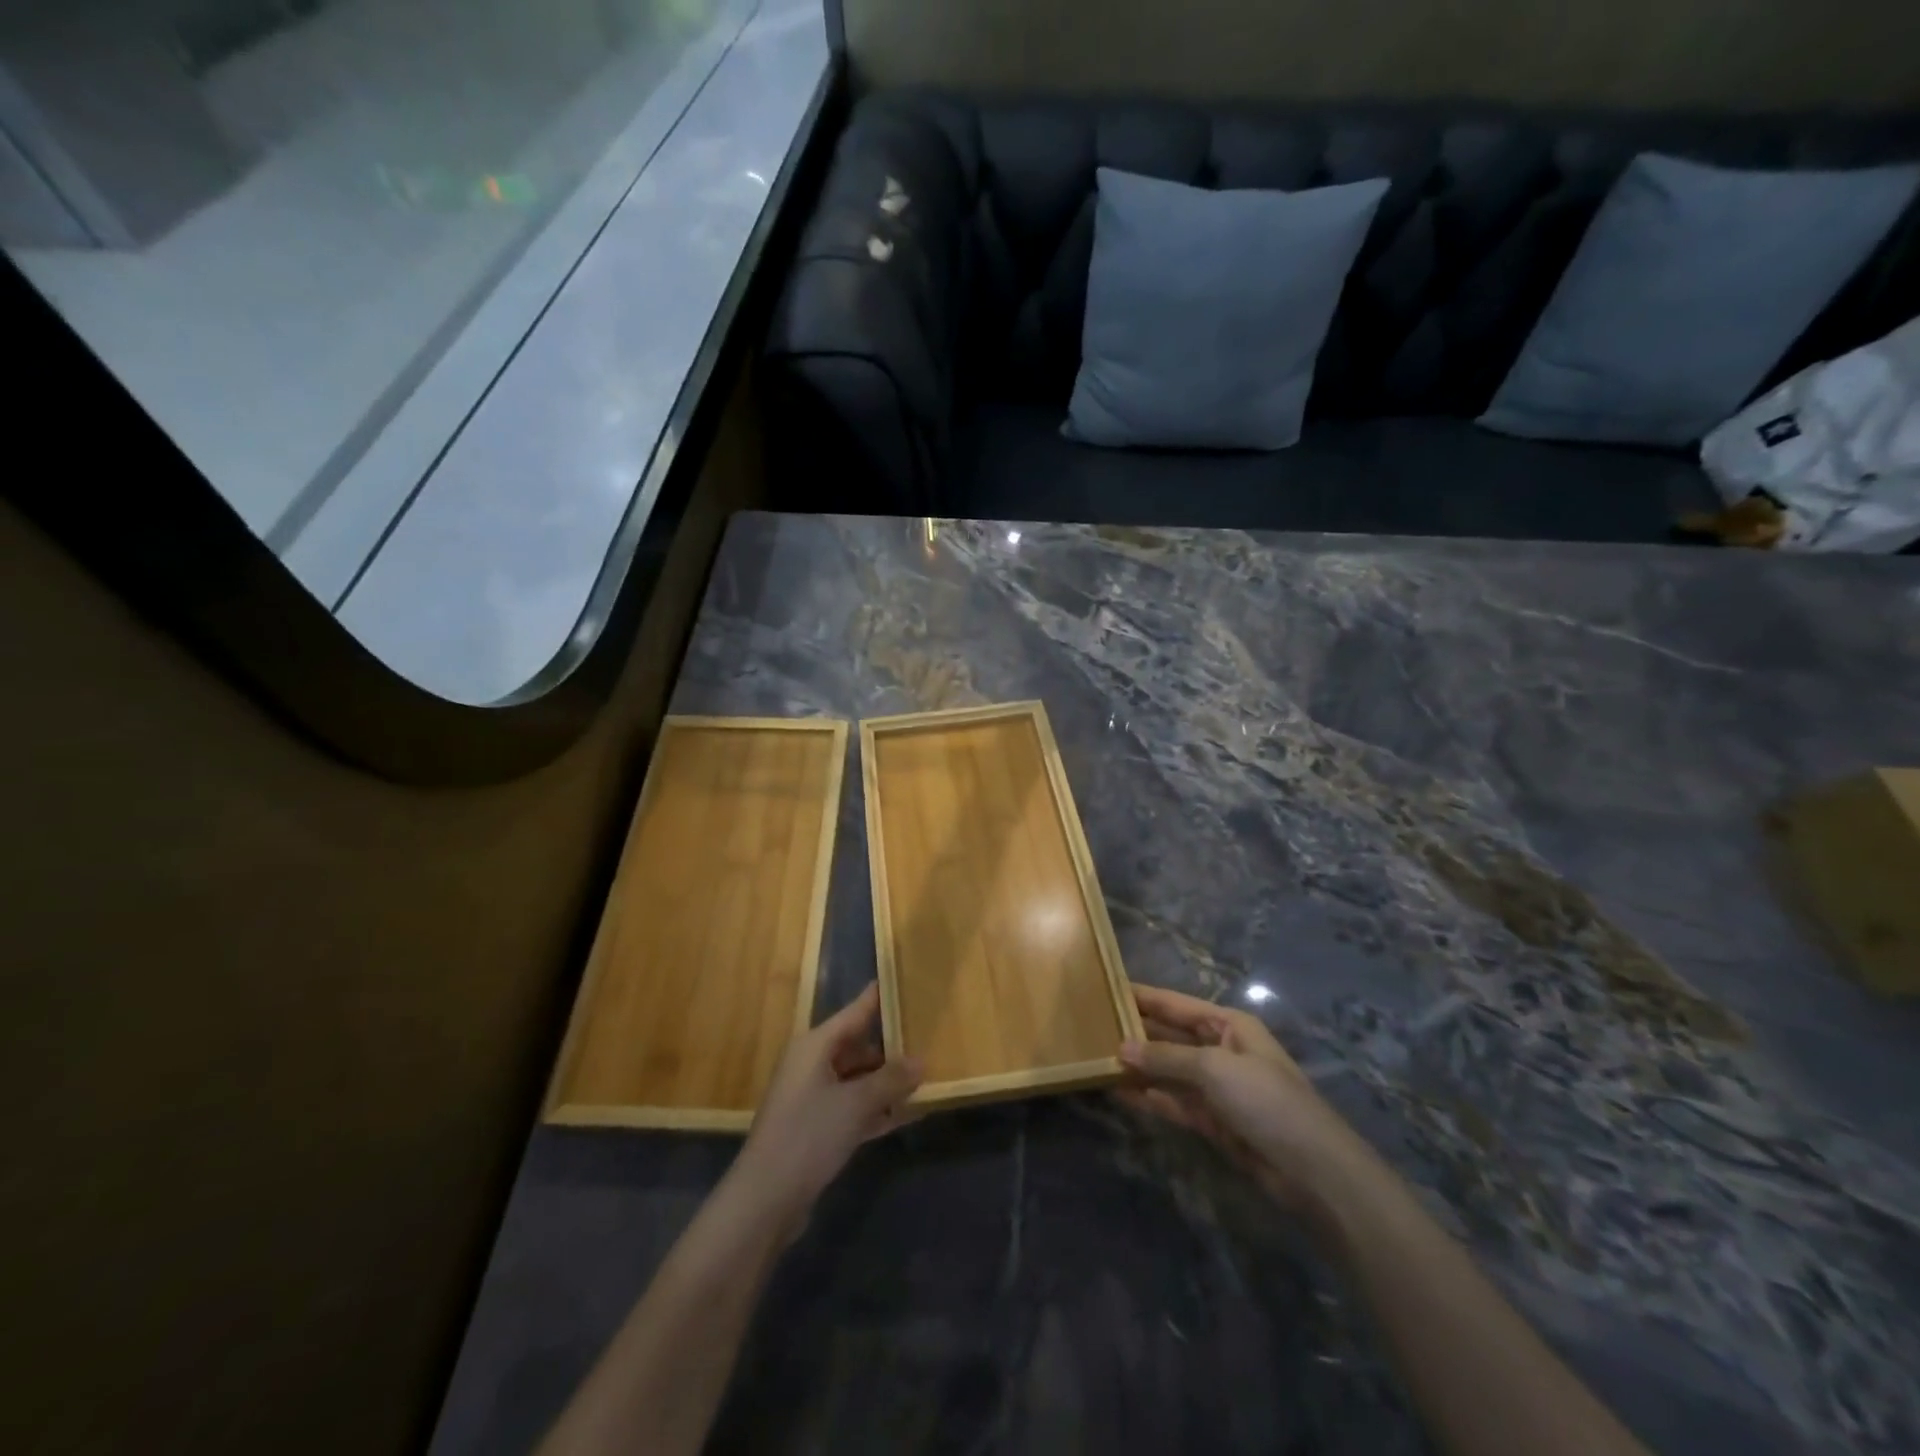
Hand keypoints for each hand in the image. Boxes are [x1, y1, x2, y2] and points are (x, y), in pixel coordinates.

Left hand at [732, 984, 921, 1221]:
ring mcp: (813, 1098)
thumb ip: (891, 1080)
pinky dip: (877, 1109)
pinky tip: (909, 1114)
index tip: (904, 979)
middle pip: (858, 1046)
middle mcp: (812, 1065)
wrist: (765, 1200)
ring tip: (928, 1076)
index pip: (854, 1012)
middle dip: (892, 1046)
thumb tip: (922, 1061)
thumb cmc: (808, 1135)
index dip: (878, 998)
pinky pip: (854, 1108)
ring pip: (858, 1079)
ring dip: (888, 1081)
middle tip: (930, 1037)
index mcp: (814, 1046)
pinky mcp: (817, 1129)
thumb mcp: (856, 1104)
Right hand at [1118, 984, 1363, 1214]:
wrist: (1312, 1171)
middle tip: (1090, 1026)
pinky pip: (1173, 1101)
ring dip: (1138, 1066)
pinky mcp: (1213, 1122)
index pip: (1175, 1004)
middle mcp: (1220, 1050)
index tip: (1104, 987)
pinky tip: (1118, 1091)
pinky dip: (1149, 1097)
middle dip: (1135, 1032)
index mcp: (1228, 1025)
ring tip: (1095, 1057)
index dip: (1142, 996)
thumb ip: (1166, 1058)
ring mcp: (1216, 1088)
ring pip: (1168, 1070)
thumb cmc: (1267, 1101)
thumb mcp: (1215, 1069)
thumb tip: (1120, 1049)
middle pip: (1169, 1036)